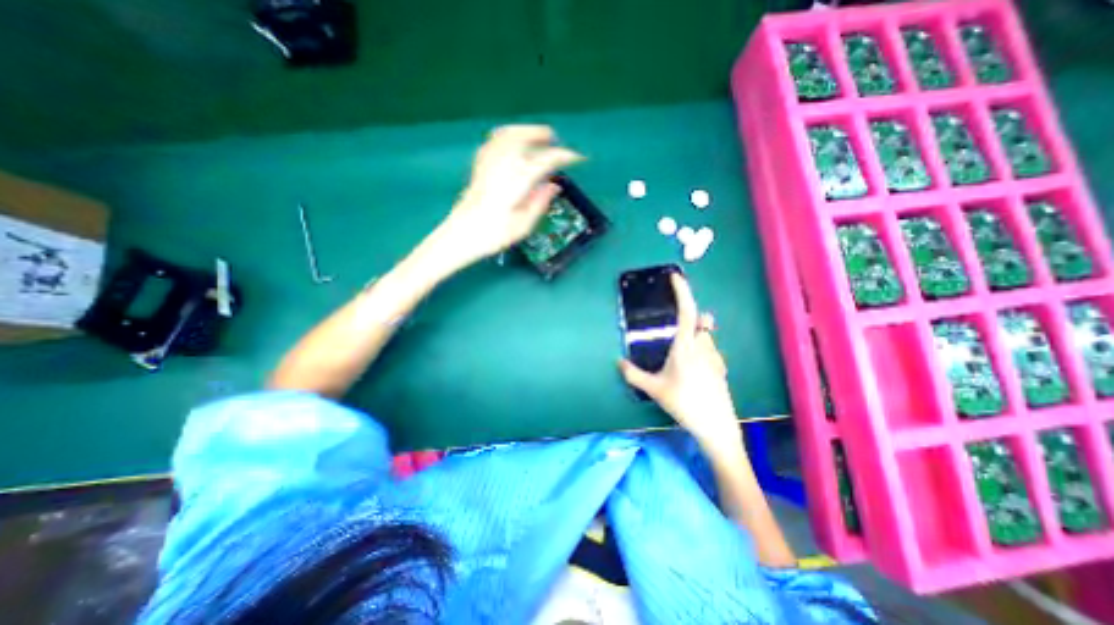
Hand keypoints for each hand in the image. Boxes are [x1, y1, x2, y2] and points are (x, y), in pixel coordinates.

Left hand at [434, 125, 583, 266]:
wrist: (460, 237)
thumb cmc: (493, 236)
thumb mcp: (522, 226)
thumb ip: (540, 203)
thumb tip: (554, 185)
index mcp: (515, 184)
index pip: (543, 161)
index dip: (562, 156)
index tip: (576, 158)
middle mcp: (501, 168)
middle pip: (521, 138)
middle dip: (540, 134)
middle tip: (554, 139)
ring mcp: (487, 165)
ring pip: (505, 135)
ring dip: (523, 131)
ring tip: (535, 136)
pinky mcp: (478, 168)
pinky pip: (493, 142)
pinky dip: (505, 136)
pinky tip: (511, 143)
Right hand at [613, 273, 742, 442]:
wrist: (717, 426)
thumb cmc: (684, 404)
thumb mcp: (654, 389)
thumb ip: (633, 374)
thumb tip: (618, 363)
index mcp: (685, 347)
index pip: (686, 311)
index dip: (682, 292)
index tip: (676, 277)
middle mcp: (703, 346)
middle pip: (700, 321)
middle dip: (691, 317)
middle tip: (676, 329)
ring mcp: (715, 356)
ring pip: (706, 336)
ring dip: (695, 336)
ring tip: (681, 355)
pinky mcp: (721, 367)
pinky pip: (711, 349)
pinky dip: (702, 350)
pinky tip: (694, 370)